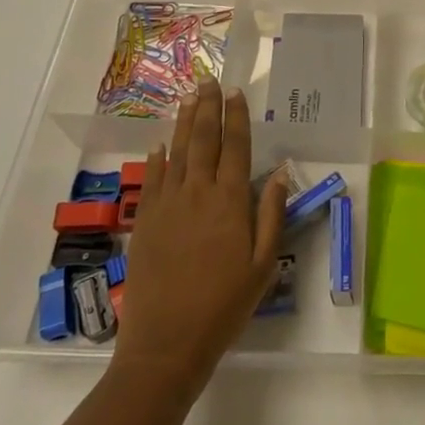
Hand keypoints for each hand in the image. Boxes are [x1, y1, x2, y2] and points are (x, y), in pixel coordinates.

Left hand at [113, 81, 286, 397]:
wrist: (166, 343)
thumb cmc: (224, 306)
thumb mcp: (263, 265)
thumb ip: (272, 215)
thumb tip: (279, 173)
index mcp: (230, 202)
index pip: (236, 147)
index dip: (236, 117)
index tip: (236, 93)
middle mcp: (198, 192)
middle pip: (204, 139)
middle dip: (208, 108)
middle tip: (209, 81)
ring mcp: (167, 204)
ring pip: (177, 152)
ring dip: (184, 122)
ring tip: (189, 97)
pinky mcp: (145, 221)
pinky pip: (152, 179)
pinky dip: (157, 158)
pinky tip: (160, 144)